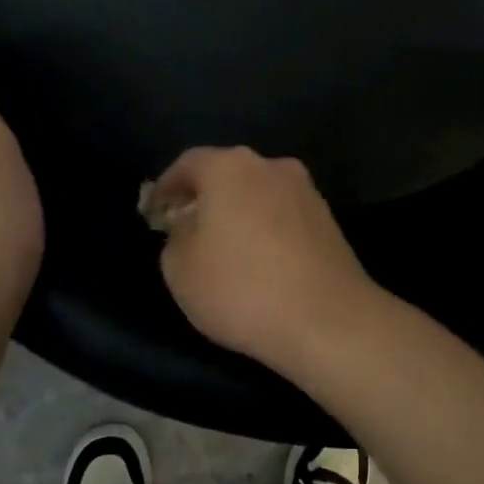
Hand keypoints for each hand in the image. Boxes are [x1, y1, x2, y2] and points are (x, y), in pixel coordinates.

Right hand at [152, 146, 383, 373]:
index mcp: (231, 168)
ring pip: (259, 193)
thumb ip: (176, 236)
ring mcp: (306, 192)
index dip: (166, 186)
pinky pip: (284, 215)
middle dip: (205, 197)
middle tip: (186, 226)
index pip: (188, 163)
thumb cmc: (241, 289)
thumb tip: (191, 225)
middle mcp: (272, 167)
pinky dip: (266, 228)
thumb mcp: (180, 268)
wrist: (328, 320)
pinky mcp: (329, 220)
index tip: (154, 210)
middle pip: (228, 174)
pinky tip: (260, 259)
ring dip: (239, 212)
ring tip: (224, 247)